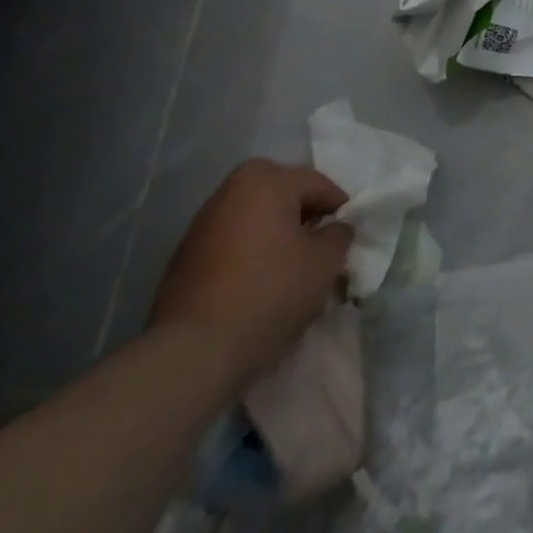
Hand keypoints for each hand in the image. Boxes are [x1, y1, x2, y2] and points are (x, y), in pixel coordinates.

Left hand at [149, 160, 352, 392]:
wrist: (195, 352)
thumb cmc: (270, 293)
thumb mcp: (325, 263)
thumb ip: (339, 235)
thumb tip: (336, 228)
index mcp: (265, 181)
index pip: (317, 184)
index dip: (340, 208)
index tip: (349, 235)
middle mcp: (230, 191)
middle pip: (281, 194)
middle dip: (303, 214)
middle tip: (319, 244)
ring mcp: (201, 224)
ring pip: (254, 218)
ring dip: (274, 234)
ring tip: (290, 268)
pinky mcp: (183, 258)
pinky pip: (231, 243)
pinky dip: (249, 253)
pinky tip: (259, 284)